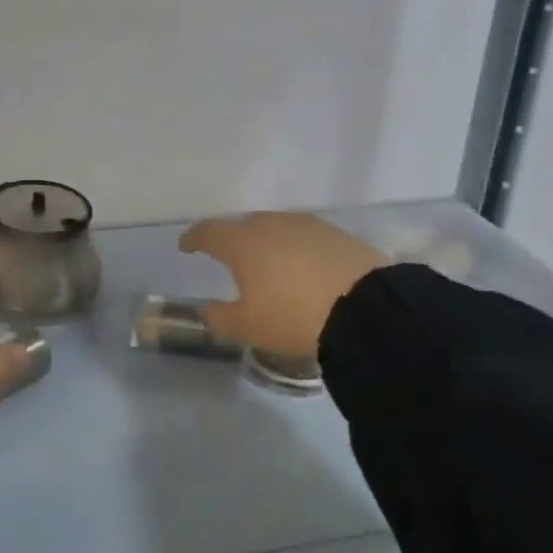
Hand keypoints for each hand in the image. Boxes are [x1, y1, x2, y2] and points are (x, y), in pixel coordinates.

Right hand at [179, 213, 387, 359]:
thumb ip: (219, 317)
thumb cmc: (293, 317)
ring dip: (266, 241)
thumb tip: (206, 310)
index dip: (194, 238)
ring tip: (268, 263)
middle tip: (230, 257)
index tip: (187, 245)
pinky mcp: (336, 234)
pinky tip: (302, 265)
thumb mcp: (248, 327)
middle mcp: (271, 225)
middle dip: (233, 238)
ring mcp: (306, 226)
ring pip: (276, 228)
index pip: (209, 232)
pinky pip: (303, 236)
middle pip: (244, 225)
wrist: (365, 309)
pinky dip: (295, 247)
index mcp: (242, 244)